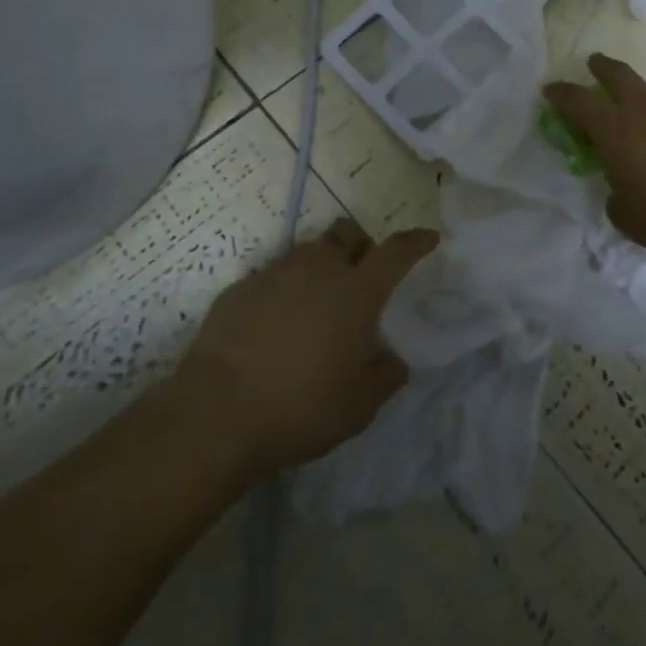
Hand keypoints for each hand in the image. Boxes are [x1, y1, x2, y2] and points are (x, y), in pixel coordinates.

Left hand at [175, 219, 436, 474]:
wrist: (217, 412)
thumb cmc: (301, 408)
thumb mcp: (358, 407)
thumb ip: (384, 378)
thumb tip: (393, 361)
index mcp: (356, 292)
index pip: (395, 252)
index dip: (415, 242)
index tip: (428, 237)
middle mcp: (319, 269)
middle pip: (347, 233)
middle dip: (360, 245)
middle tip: (360, 277)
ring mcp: (276, 273)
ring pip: (308, 251)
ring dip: (321, 266)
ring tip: (316, 304)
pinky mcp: (241, 287)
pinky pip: (273, 275)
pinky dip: (284, 289)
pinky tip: (275, 325)